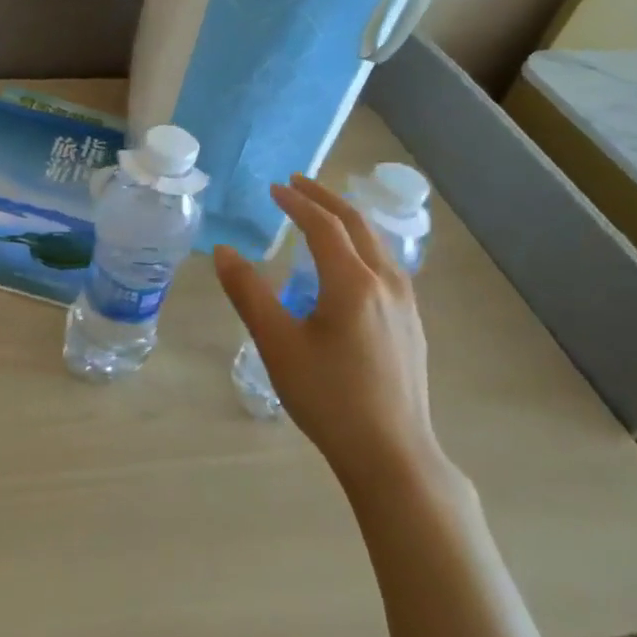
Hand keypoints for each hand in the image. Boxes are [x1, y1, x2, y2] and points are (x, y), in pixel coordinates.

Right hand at [214, 174, 439, 484]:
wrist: (391, 452)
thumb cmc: (327, 396)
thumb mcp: (277, 343)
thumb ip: (248, 293)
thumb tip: (224, 252)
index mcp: (353, 283)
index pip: (324, 226)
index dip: (297, 202)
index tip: (274, 188)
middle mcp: (386, 283)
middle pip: (358, 225)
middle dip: (326, 199)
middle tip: (298, 184)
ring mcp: (406, 305)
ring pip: (377, 245)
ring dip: (348, 221)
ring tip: (323, 214)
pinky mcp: (412, 325)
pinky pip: (386, 266)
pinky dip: (362, 245)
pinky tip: (351, 264)